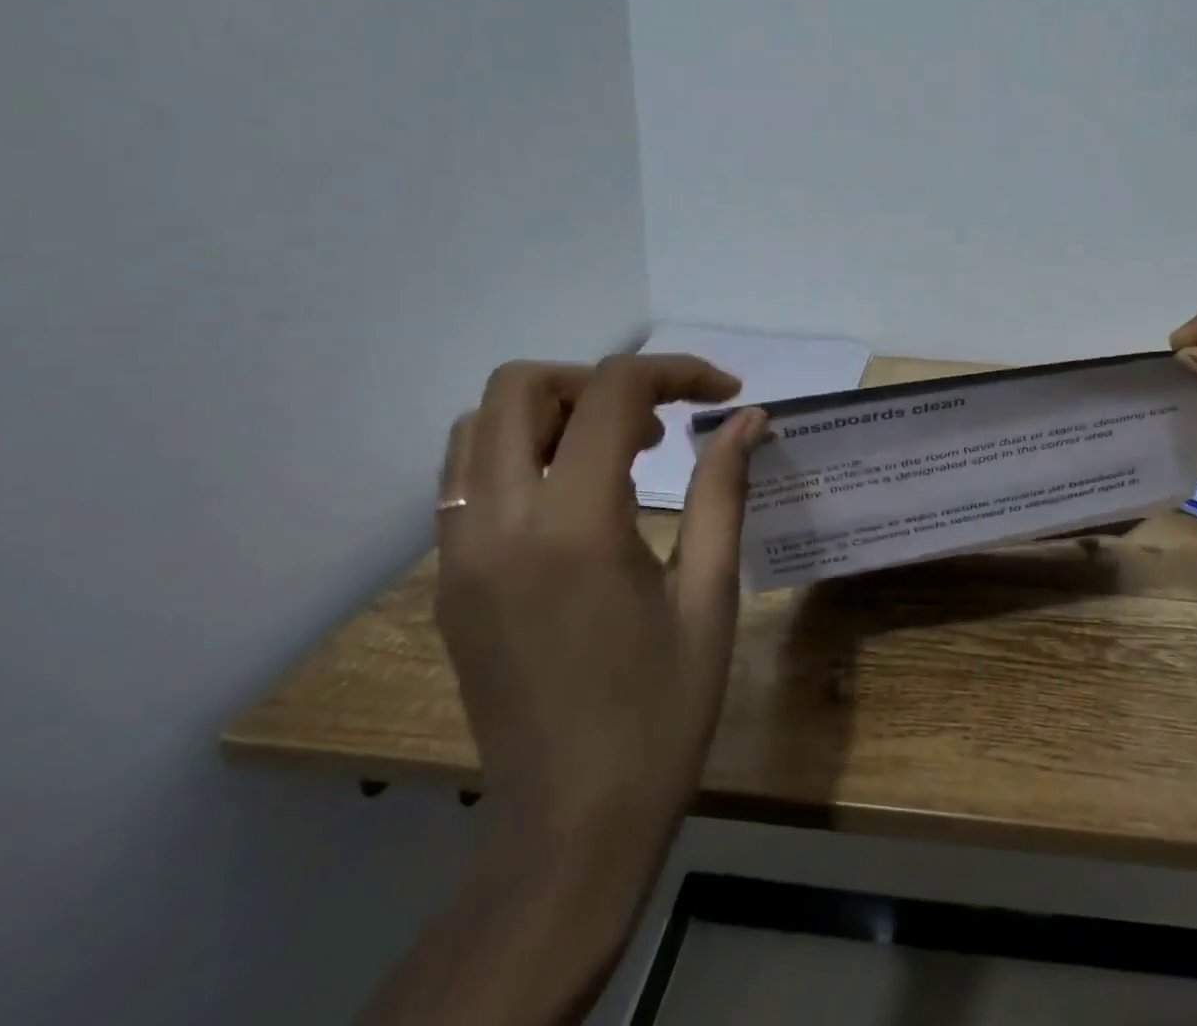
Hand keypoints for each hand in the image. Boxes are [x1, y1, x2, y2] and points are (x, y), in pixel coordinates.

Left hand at [434, 354, 767, 853]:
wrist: (572, 825)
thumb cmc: (662, 711)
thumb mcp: (710, 594)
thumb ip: (724, 491)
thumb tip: (748, 419)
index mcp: (573, 528)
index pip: (612, 393)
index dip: (677, 372)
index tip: (724, 394)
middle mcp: (497, 526)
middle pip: (520, 386)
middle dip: (597, 381)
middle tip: (655, 422)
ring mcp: (457, 555)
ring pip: (480, 427)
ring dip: (552, 413)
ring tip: (617, 454)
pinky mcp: (448, 582)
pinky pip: (466, 479)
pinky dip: (522, 454)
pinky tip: (576, 499)